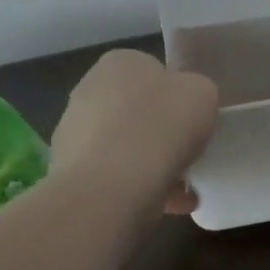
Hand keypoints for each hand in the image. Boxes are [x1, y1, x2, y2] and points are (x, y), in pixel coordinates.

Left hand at [51, 49, 218, 214]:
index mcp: (120, 62)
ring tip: (181, 192)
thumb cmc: (161, 125)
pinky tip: (165, 207)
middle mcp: (88, 90)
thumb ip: (196, 91)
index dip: (176, 96)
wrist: (111, 187)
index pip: (152, 72)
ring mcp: (72, 133)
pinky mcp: (67, 173)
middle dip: (159, 133)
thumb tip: (184, 105)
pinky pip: (111, 178)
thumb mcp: (203, 93)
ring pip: (123, 148)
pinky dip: (135, 191)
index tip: (191, 120)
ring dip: (149, 166)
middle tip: (186, 154)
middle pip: (135, 111)